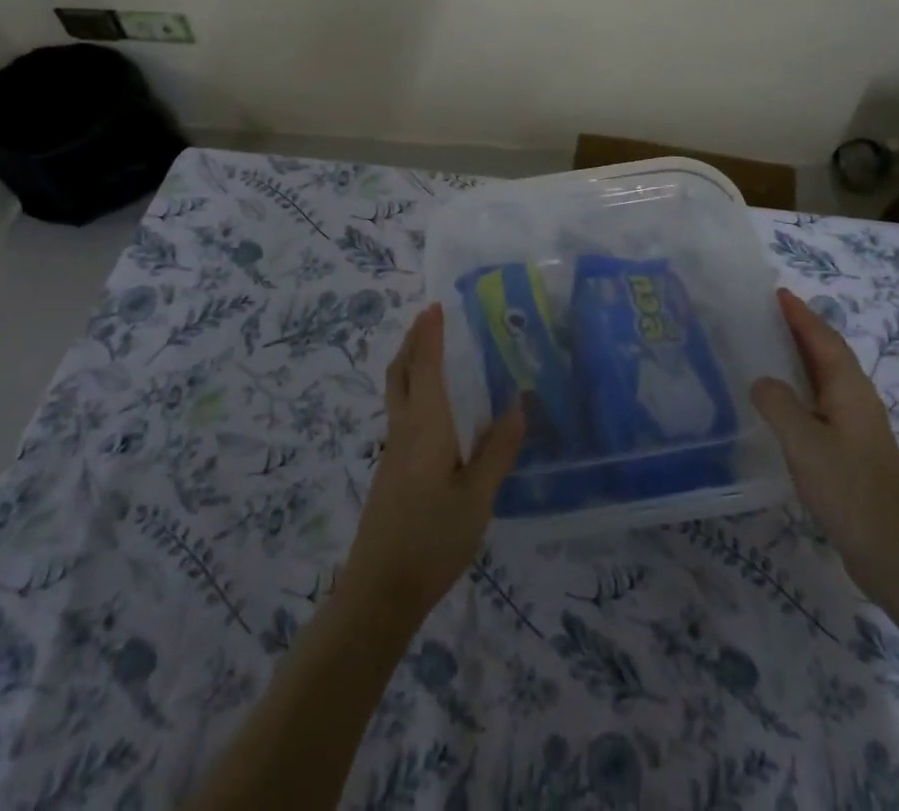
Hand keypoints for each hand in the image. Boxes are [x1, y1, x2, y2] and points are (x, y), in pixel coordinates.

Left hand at [341, 304, 525, 619]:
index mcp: (425, 426)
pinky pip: (401, 413)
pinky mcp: (391, 472)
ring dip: (411, 364)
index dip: (431, 335)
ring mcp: (393, 452)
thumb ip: (498, 449)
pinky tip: (433, 408)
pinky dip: (413, 390)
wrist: (379, 592)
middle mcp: (404, 430)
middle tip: (430, 319)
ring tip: (431, 352)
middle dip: (413, 342)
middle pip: (401, 373)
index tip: (436, 306)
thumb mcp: (477, 498)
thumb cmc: (432, 539)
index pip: (427, 367)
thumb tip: (519, 402)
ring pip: (397, 393)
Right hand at [750, 288, 898, 592]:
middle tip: (764, 314)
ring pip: (825, 378)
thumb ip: (778, 404)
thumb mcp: (804, 443)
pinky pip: (822, 402)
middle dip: (800, 330)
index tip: (777, 293)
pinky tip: (781, 401)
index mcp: (850, 389)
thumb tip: (761, 381)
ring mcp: (857, 426)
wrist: (891, 552)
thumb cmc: (848, 489)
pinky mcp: (852, 449)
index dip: (801, 315)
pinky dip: (801, 388)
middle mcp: (858, 399)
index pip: (823, 339)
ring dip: (799, 358)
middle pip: (827, 354)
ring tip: (765, 348)